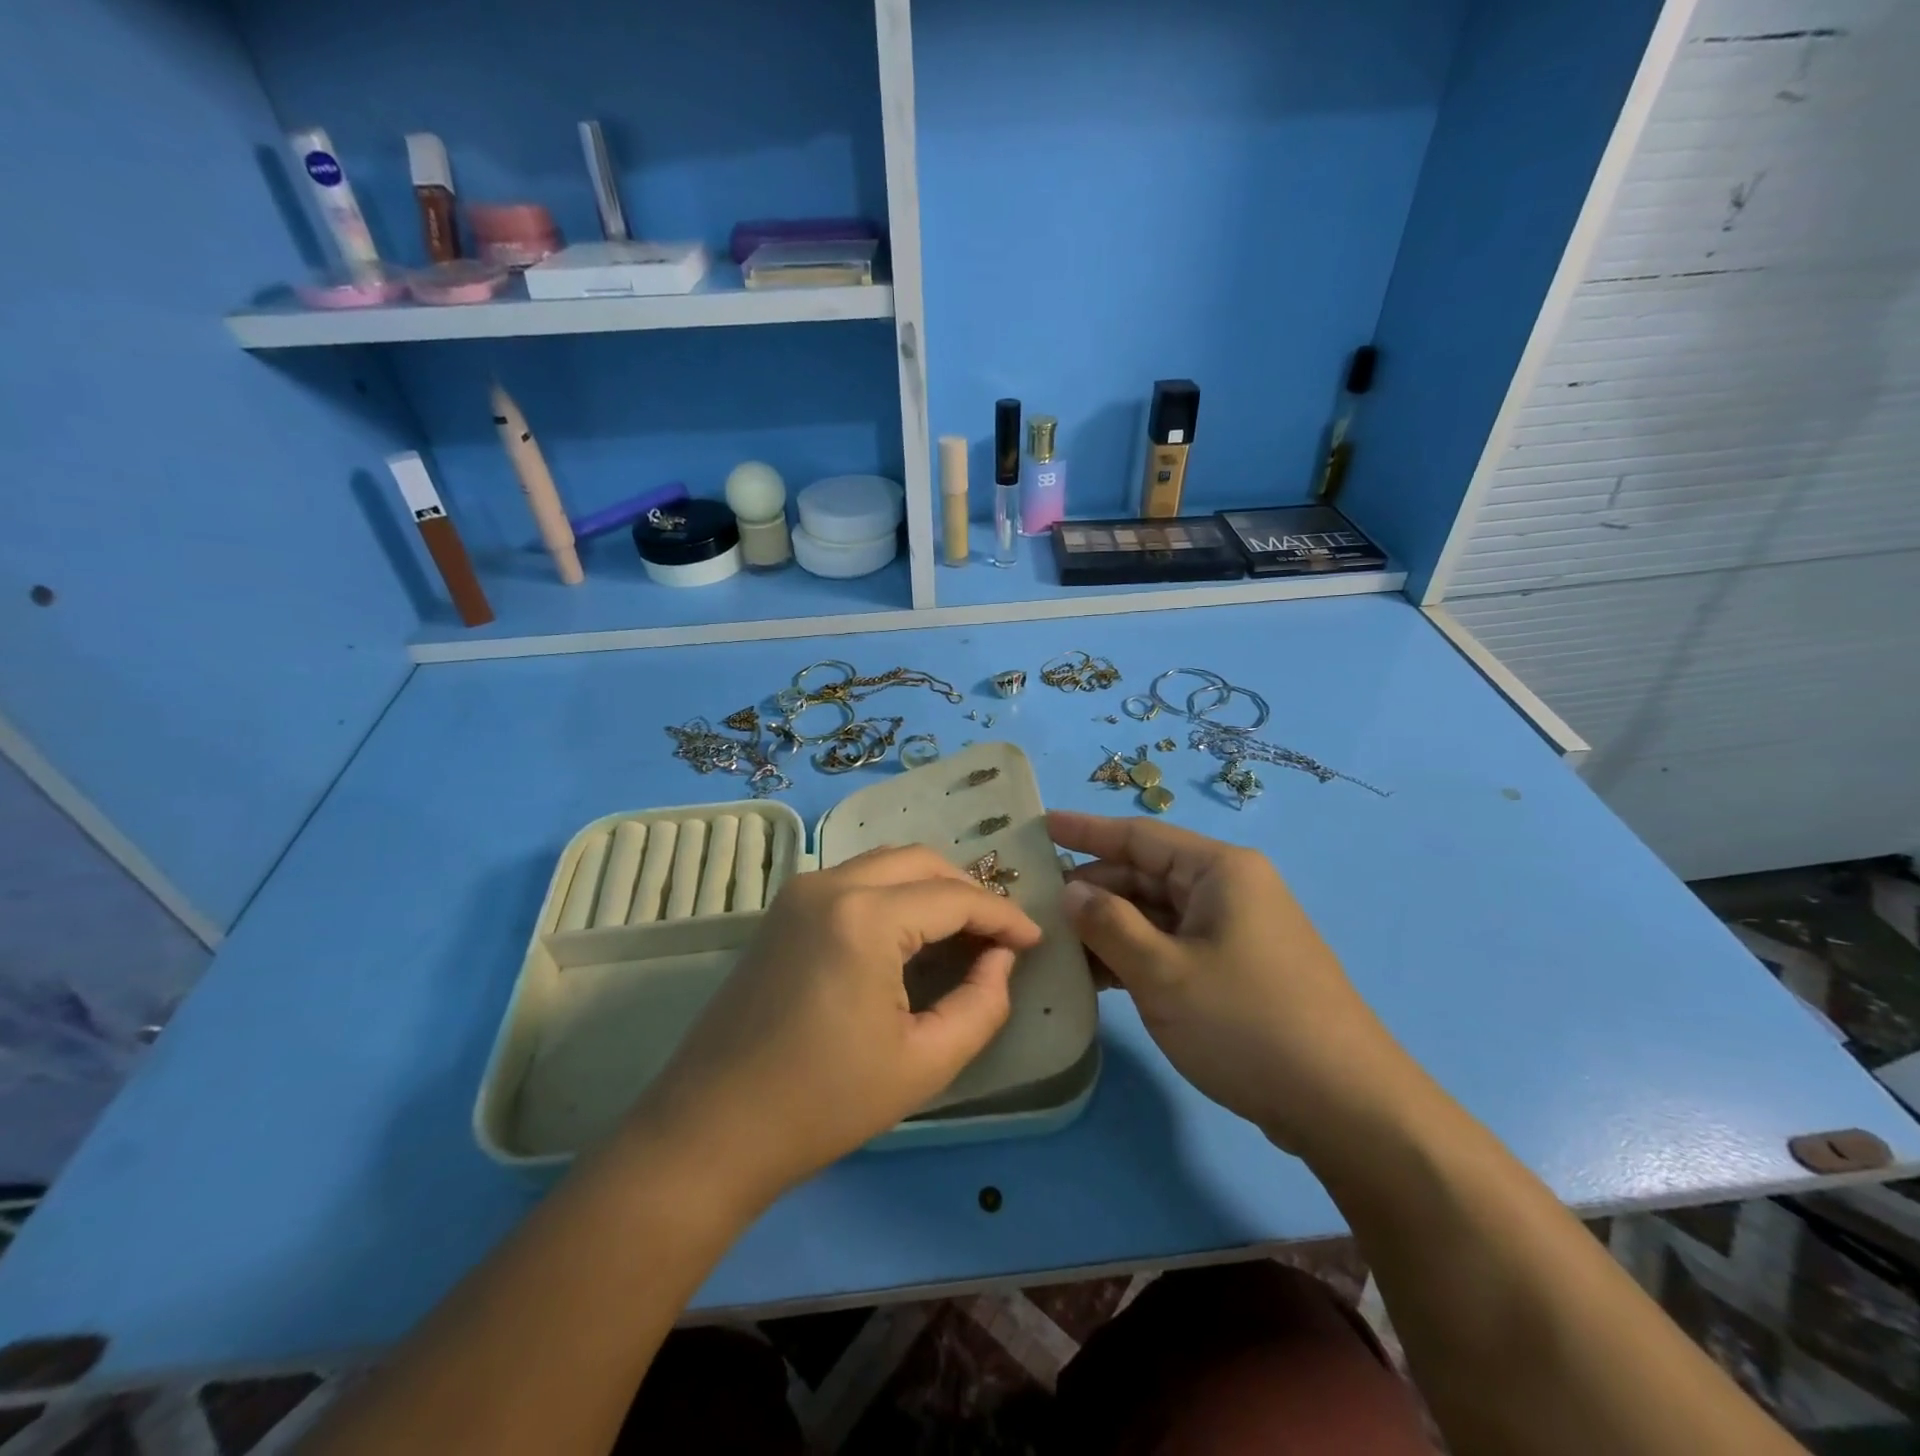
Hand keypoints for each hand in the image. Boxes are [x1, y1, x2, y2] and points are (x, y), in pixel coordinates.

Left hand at [624, 845, 1041, 1206]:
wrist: (710, 1130)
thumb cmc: (822, 1103)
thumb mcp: (924, 1063)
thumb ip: (981, 1004)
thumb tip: (1000, 960)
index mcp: (865, 918)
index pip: (954, 897)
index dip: (1002, 916)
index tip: (1034, 941)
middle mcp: (830, 884)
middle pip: (920, 861)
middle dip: (968, 890)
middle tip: (998, 935)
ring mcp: (799, 892)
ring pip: (886, 863)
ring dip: (931, 887)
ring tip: (963, 932)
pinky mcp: (782, 909)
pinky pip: (856, 880)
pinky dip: (895, 893)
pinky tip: (911, 933)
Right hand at [1049, 811, 1415, 1155]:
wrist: (1346, 1107)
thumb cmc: (1248, 1023)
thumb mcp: (1164, 973)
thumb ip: (1109, 924)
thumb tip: (1071, 890)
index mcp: (1219, 871)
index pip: (1139, 836)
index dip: (1086, 831)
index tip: (1041, 825)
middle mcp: (1228, 890)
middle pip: (1145, 876)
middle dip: (1093, 890)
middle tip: (1037, 906)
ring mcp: (1234, 932)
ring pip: (1156, 915)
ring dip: (1109, 929)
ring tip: (1057, 946)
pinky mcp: (1235, 970)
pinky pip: (1172, 947)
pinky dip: (1135, 956)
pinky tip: (1097, 978)